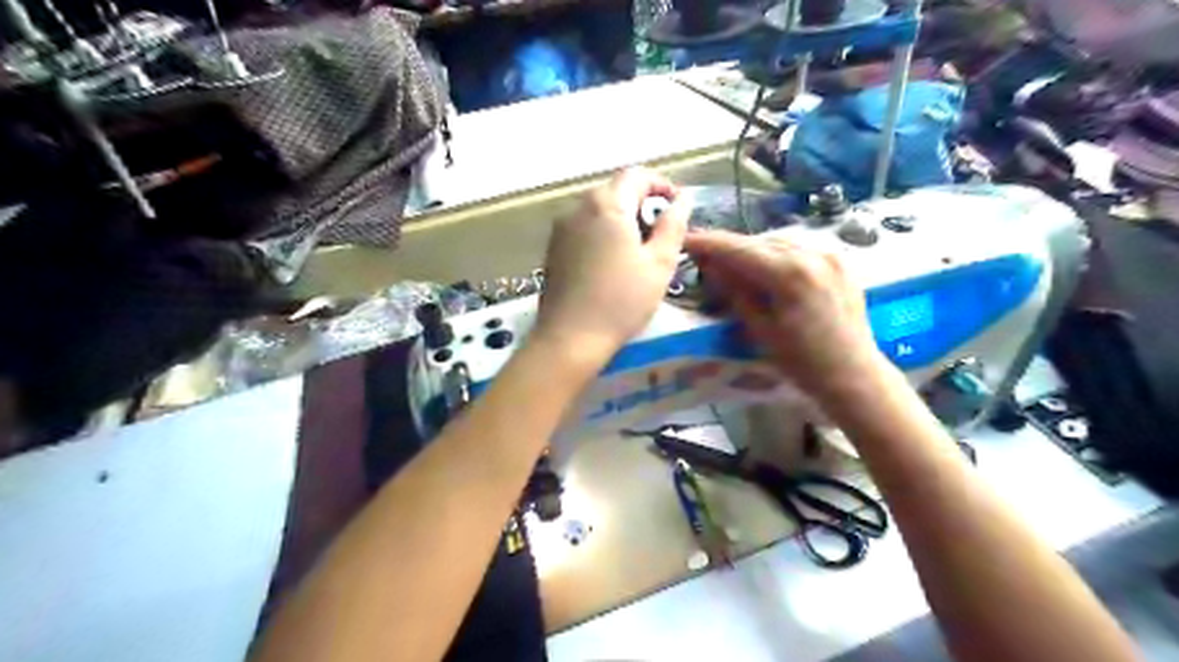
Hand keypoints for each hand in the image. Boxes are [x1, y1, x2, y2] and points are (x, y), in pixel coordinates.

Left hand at [536, 169, 692, 357]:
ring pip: (598, 210)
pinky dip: (602, 233)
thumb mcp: (659, 264)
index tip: (676, 207)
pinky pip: (583, 228)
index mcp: (607, 204)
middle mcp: (579, 207)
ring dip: (622, 219)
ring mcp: (561, 228)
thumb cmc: (621, 301)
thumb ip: (673, 225)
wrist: (570, 338)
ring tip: (638, 251)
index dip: (661, 184)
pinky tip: (612, 263)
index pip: (636, 174)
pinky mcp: (553, 248)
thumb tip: (682, 201)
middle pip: (615, 190)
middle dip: (641, 203)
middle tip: (661, 233)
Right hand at [687, 230, 890, 400]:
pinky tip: (766, 268)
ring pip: (779, 242)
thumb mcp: (760, 330)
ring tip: (733, 264)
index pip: (739, 249)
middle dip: (730, 247)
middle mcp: (811, 254)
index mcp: (790, 274)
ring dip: (753, 250)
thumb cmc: (802, 363)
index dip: (709, 243)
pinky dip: (777, 254)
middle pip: (759, 242)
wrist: (854, 375)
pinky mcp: (840, 261)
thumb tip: (710, 265)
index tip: (686, 240)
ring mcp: (830, 254)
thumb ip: (735, 292)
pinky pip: (799, 248)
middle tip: (705, 257)